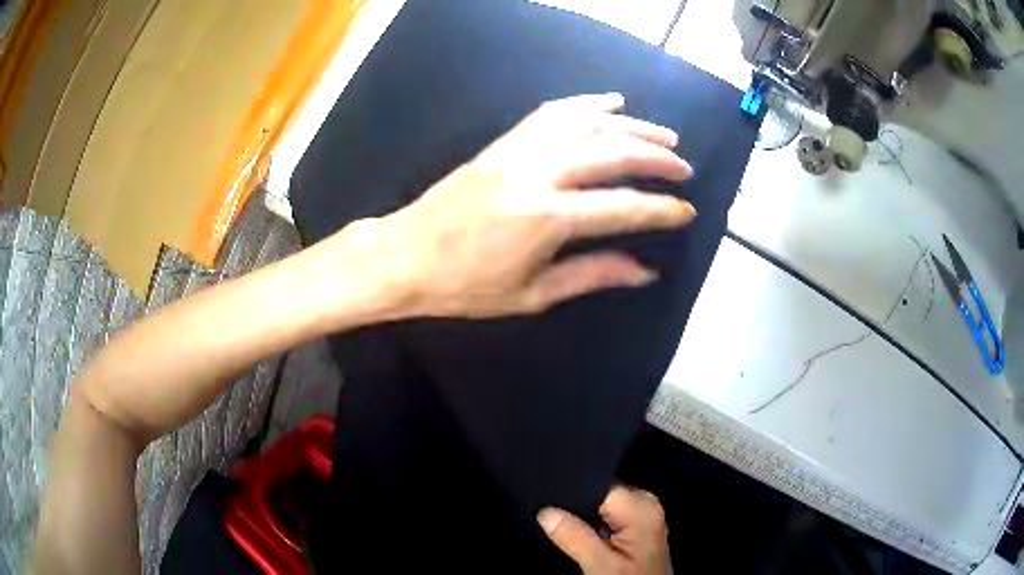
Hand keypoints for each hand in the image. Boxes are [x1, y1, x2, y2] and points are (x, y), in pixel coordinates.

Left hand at [339, 93, 694, 318]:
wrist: (405, 256)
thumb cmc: (465, 286)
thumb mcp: (532, 295)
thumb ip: (592, 274)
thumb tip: (644, 271)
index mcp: (545, 219)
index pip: (621, 208)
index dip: (660, 209)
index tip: (687, 211)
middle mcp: (537, 174)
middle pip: (610, 152)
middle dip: (655, 157)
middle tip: (683, 167)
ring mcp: (517, 151)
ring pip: (585, 124)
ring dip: (630, 125)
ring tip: (662, 133)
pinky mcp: (503, 143)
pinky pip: (550, 113)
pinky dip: (585, 104)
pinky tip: (609, 103)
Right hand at [539, 486, 670, 574]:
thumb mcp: (600, 565)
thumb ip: (575, 537)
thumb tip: (546, 512)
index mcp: (641, 506)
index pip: (599, 484)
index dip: (571, 490)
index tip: (545, 500)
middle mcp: (646, 503)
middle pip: (601, 491)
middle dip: (575, 502)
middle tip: (548, 515)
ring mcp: (643, 514)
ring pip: (602, 502)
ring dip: (581, 513)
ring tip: (558, 522)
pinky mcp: (637, 525)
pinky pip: (608, 512)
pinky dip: (591, 520)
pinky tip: (577, 531)